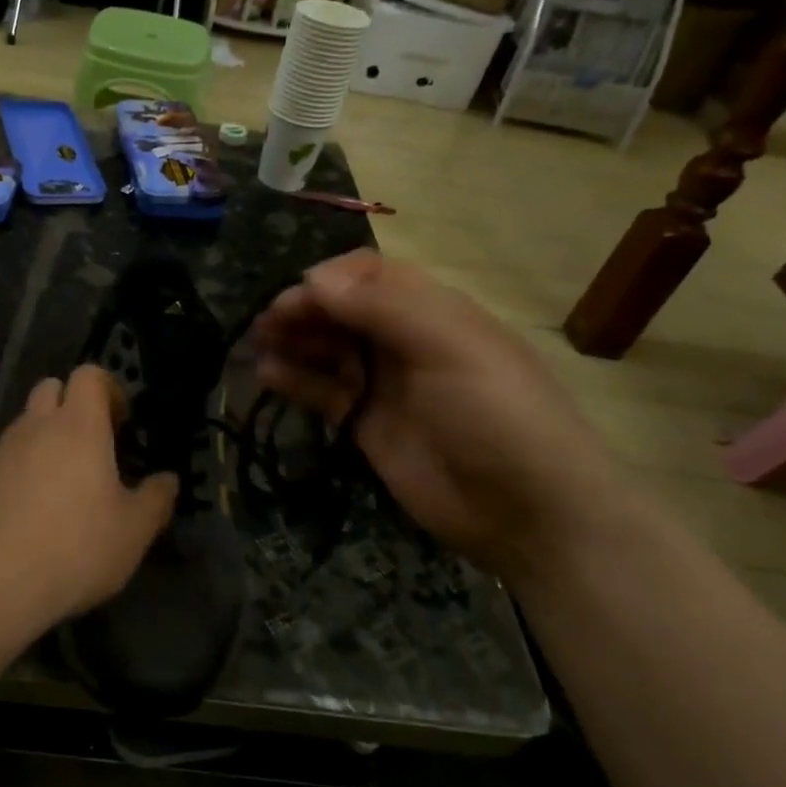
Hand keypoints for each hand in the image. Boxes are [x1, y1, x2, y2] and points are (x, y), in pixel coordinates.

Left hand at [0, 364, 178, 620]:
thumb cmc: (75, 547)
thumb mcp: (133, 531)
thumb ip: (155, 499)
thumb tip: (167, 480)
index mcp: (78, 426)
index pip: (89, 375)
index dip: (108, 389)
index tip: (121, 422)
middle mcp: (35, 428)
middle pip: (50, 389)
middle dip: (71, 405)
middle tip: (91, 446)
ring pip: (24, 426)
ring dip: (44, 440)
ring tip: (61, 486)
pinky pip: (2, 461)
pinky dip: (19, 472)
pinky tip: (29, 514)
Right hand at [251, 250, 626, 578]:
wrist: (527, 511)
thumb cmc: (497, 415)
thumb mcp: (451, 348)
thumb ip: (385, 308)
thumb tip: (314, 279)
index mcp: (432, 311)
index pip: (370, 275)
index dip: (331, 280)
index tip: (298, 296)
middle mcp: (404, 340)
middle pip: (342, 310)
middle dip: (303, 310)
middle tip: (267, 324)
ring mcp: (383, 383)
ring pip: (327, 349)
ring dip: (293, 341)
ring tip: (258, 345)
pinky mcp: (366, 423)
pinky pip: (323, 392)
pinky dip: (295, 381)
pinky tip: (268, 376)